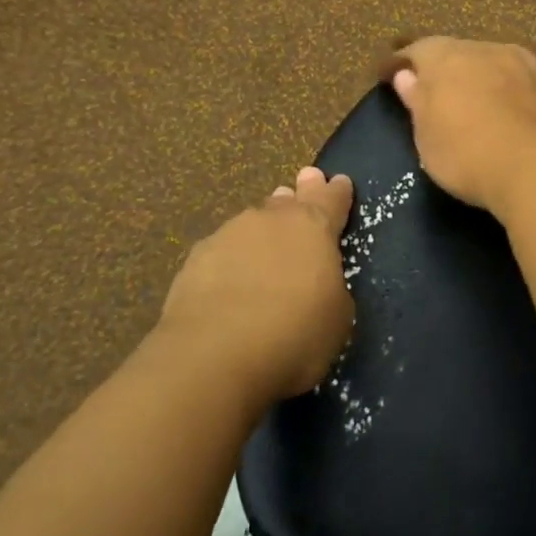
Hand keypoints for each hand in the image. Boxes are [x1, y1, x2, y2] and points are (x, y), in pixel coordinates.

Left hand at [159, 166, 355, 403]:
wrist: (215, 354)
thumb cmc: (294, 334)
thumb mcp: (337, 317)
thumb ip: (331, 287)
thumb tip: (318, 281)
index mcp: (314, 228)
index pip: (332, 200)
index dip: (338, 192)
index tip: (339, 181)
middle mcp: (273, 220)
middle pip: (291, 201)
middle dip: (300, 194)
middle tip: (304, 183)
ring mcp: (230, 233)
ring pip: (254, 221)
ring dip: (263, 228)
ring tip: (265, 239)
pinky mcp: (197, 257)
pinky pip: (223, 249)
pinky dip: (231, 258)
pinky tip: (229, 277)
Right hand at [387, 36, 535, 214]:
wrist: (534, 167)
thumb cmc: (465, 153)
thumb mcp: (426, 135)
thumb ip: (417, 99)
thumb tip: (406, 74)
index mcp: (445, 57)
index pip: (416, 50)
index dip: (401, 62)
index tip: (388, 75)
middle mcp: (481, 48)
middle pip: (454, 51)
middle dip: (442, 67)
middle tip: (432, 90)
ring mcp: (518, 61)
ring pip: (488, 60)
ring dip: (476, 74)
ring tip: (470, 98)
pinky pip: (514, 76)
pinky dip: (503, 86)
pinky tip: (502, 103)